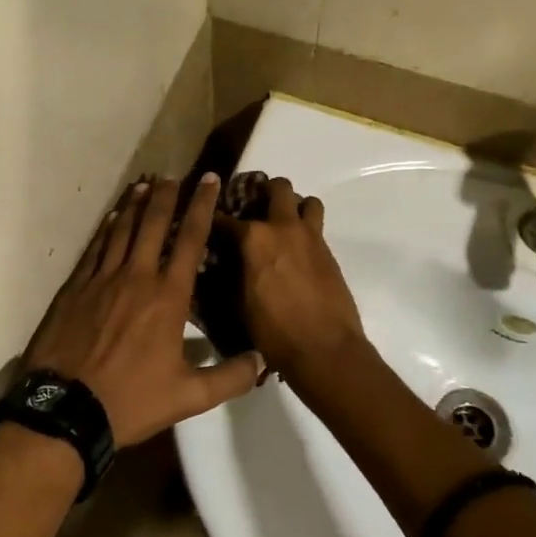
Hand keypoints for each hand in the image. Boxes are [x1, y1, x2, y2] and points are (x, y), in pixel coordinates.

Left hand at [24, 175, 265, 447]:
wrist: (65, 409)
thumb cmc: (131, 400)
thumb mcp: (189, 397)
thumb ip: (229, 377)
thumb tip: (263, 360)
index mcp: (168, 297)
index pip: (190, 240)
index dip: (201, 206)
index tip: (208, 181)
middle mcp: (136, 277)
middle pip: (153, 224)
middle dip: (166, 196)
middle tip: (174, 175)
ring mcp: (102, 279)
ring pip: (121, 230)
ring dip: (134, 205)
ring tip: (144, 184)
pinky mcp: (75, 289)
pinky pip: (94, 249)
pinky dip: (105, 229)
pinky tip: (110, 218)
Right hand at [224, 177, 365, 383]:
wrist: (325, 348)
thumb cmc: (274, 331)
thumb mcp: (239, 304)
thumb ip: (232, 275)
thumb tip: (223, 265)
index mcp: (255, 238)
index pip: (225, 219)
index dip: (212, 219)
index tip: (206, 221)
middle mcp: (284, 228)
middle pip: (278, 188)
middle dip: (264, 191)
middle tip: (255, 206)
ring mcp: (311, 238)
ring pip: (307, 201)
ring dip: (295, 206)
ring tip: (284, 223)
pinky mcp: (329, 253)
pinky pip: (317, 227)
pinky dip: (306, 231)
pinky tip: (297, 252)